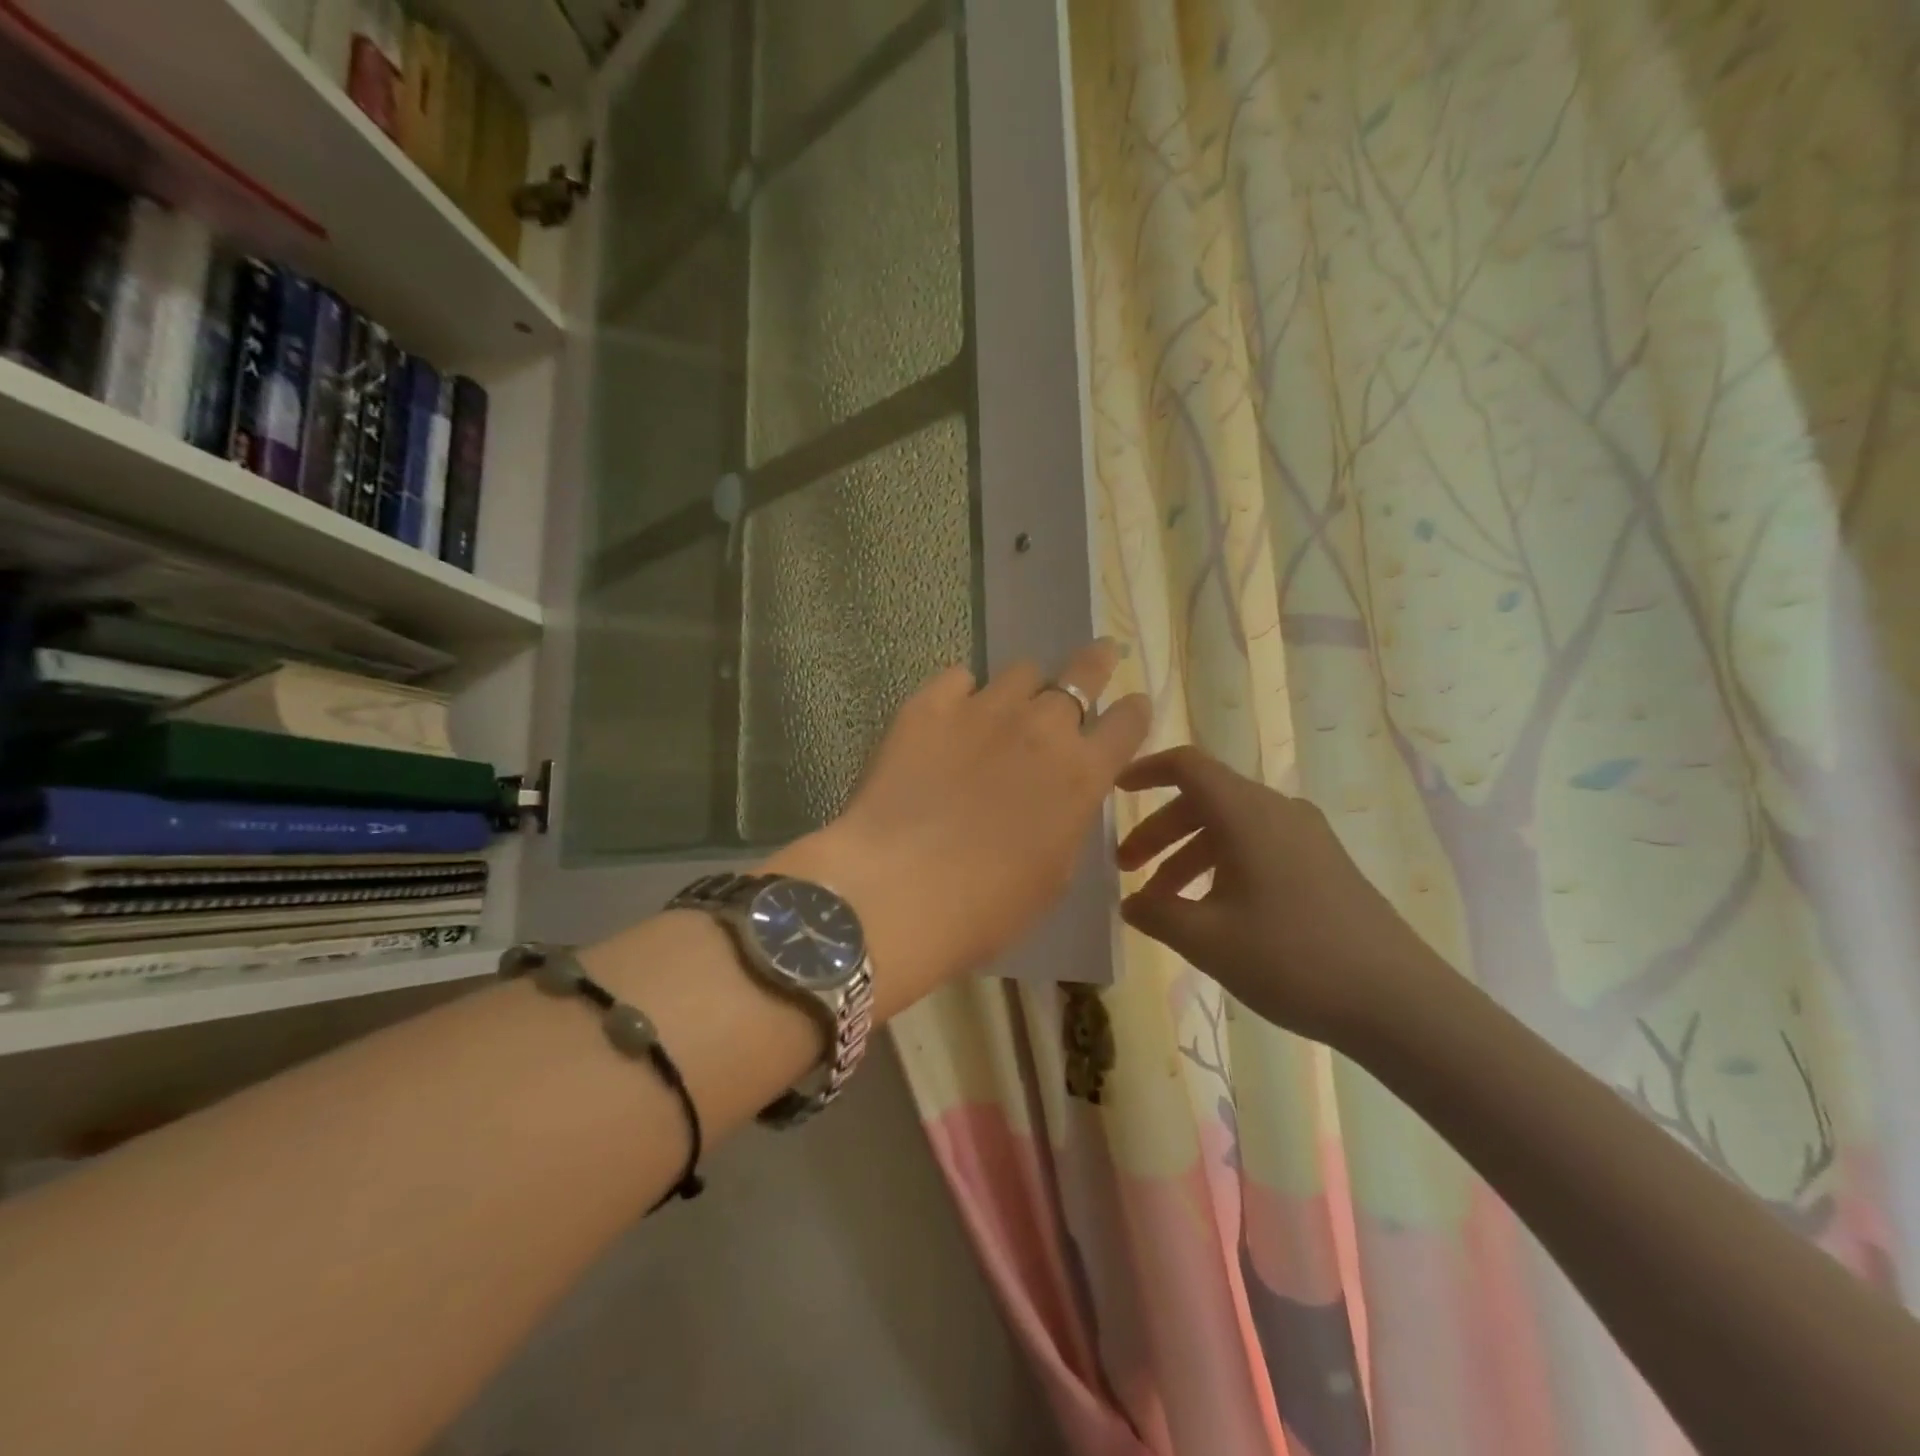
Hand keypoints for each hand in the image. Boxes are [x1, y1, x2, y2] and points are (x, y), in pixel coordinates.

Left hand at [779, 641, 1150, 1007]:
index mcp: (1081, 773)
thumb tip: (1057, 795)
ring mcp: (983, 709)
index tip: (1132, 706)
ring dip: (1024, 688)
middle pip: (1083, 672)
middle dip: (1095, 664)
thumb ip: (1066, 819)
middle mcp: (1041, 727)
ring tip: (1007, 707)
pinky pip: (958, 677)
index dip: (1134, 711)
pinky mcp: (929, 705)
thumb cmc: (985, 907)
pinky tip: (951, 714)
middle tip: (1098, 656)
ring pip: (1020, 671)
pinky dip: (963, 692)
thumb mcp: (1053, 874)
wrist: (897, 892)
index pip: (1128, 722)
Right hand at [1114, 746, 1447, 1044]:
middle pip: (1204, 800)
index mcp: (1247, 814)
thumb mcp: (1207, 939)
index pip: (1188, 766)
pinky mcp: (1324, 864)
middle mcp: (1277, 812)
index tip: (1116, 791)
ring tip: (1163, 902)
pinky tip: (1212, 912)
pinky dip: (1222, 866)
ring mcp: (1306, 837)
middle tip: (1127, 867)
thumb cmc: (1292, 959)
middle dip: (1159, 830)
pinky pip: (1258, 847)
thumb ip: (1157, 913)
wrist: (1399, 1002)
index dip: (1147, 771)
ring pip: (1231, 827)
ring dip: (1188, 854)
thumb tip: (1130, 902)